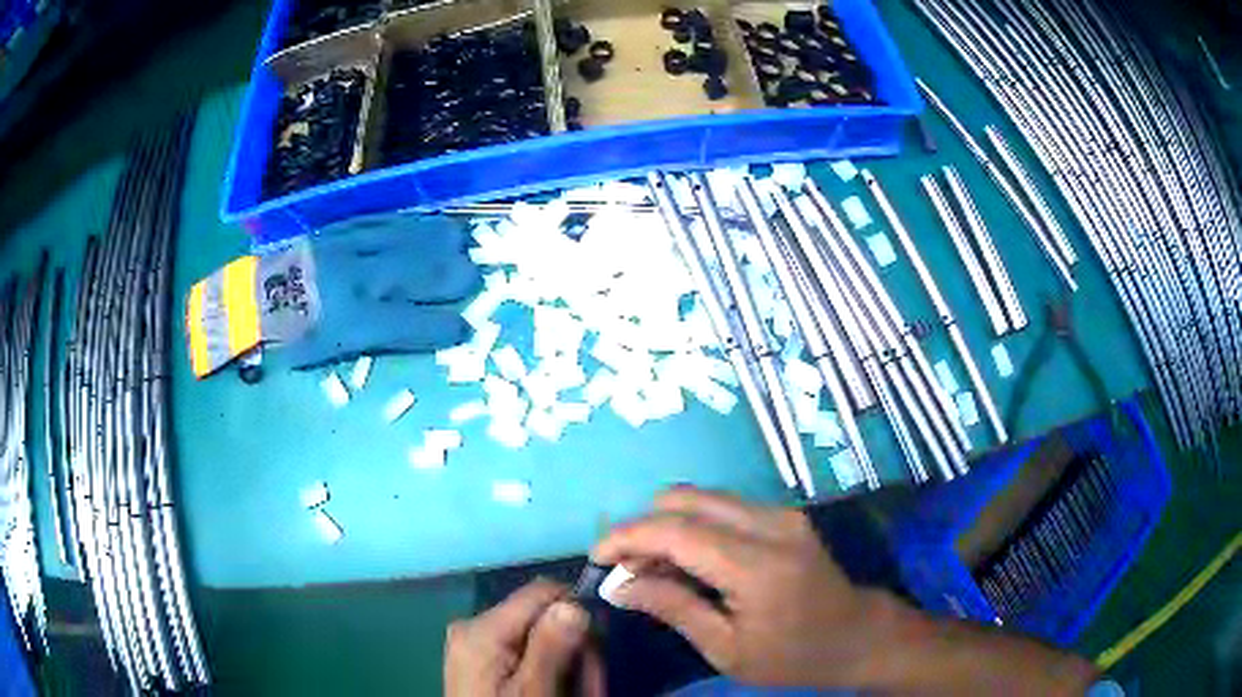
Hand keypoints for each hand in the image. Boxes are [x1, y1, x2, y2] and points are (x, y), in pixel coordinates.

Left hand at [444, 580, 604, 696]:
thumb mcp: (534, 692)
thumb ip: (551, 648)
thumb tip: (575, 603)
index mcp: (481, 629)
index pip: (543, 592)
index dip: (578, 614)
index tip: (598, 652)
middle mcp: (474, 626)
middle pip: (543, 615)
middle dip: (575, 647)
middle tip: (592, 686)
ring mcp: (475, 643)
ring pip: (539, 634)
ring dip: (567, 661)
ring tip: (579, 694)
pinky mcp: (480, 658)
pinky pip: (524, 650)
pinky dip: (547, 668)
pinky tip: (555, 691)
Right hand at [592, 488, 887, 687]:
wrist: (858, 636)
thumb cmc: (794, 656)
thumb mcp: (728, 650)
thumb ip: (674, 608)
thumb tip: (620, 585)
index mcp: (758, 565)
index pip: (677, 531)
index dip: (627, 537)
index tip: (596, 558)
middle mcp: (771, 524)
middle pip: (685, 498)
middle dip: (643, 526)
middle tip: (626, 568)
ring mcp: (781, 513)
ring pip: (701, 497)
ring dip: (666, 525)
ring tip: (652, 568)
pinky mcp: (783, 514)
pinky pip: (722, 506)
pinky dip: (691, 526)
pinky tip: (686, 561)